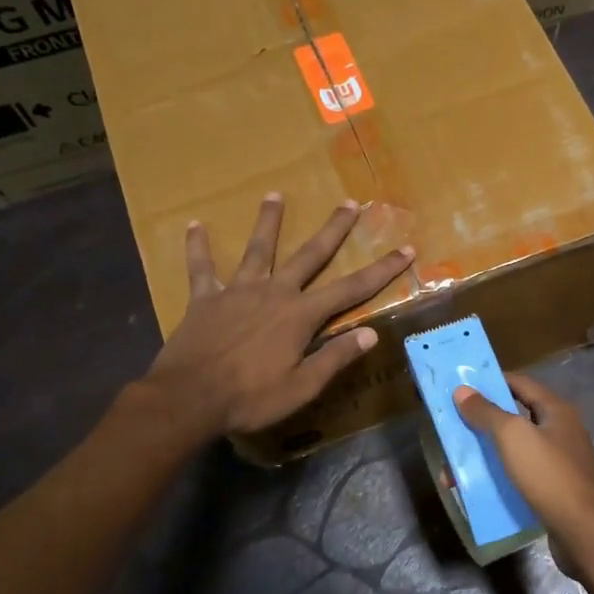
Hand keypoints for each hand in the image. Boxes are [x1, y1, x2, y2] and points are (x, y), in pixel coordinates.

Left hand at [145, 194, 413, 436]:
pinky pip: (201, 267)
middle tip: (350, 203)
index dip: (382, 270)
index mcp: (300, 315)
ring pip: (258, 249)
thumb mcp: (302, 387)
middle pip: (309, 255)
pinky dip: (198, 247)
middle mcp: (274, 293)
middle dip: (333, 229)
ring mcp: (238, 291)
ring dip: (268, 221)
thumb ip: (335, 357)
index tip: (405, 249)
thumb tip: (372, 333)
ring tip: (274, 195)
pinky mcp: (205, 298)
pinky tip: (195, 225)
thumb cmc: (250, 397)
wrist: (188, 398)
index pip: (351, 289)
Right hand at [454, 373, 593, 573]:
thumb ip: (486, 412)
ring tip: (454, 468)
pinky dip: (498, 479)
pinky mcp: (554, 491)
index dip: (491, 381)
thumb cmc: (549, 475)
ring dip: (486, 456)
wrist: (585, 533)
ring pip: (515, 451)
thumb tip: (462, 390)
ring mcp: (559, 463)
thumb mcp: (513, 437)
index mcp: (556, 410)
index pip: (520, 383)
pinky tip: (476, 490)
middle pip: (515, 418)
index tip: (462, 387)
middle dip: (482, 424)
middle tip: (452, 429)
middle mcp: (560, 431)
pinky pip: (520, 477)